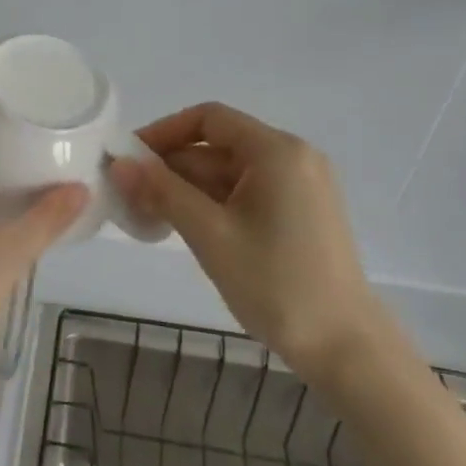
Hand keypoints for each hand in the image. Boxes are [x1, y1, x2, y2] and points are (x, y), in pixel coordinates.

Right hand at [109, 102, 382, 374]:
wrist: (345, 348)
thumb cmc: (276, 284)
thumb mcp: (210, 234)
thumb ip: (162, 192)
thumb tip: (119, 163)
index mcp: (277, 151)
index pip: (209, 118)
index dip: (164, 132)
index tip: (130, 159)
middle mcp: (293, 157)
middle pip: (219, 146)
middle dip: (173, 167)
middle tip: (131, 196)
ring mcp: (301, 185)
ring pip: (231, 172)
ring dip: (190, 189)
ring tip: (150, 216)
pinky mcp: (302, 212)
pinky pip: (248, 192)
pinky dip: (215, 203)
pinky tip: (187, 227)